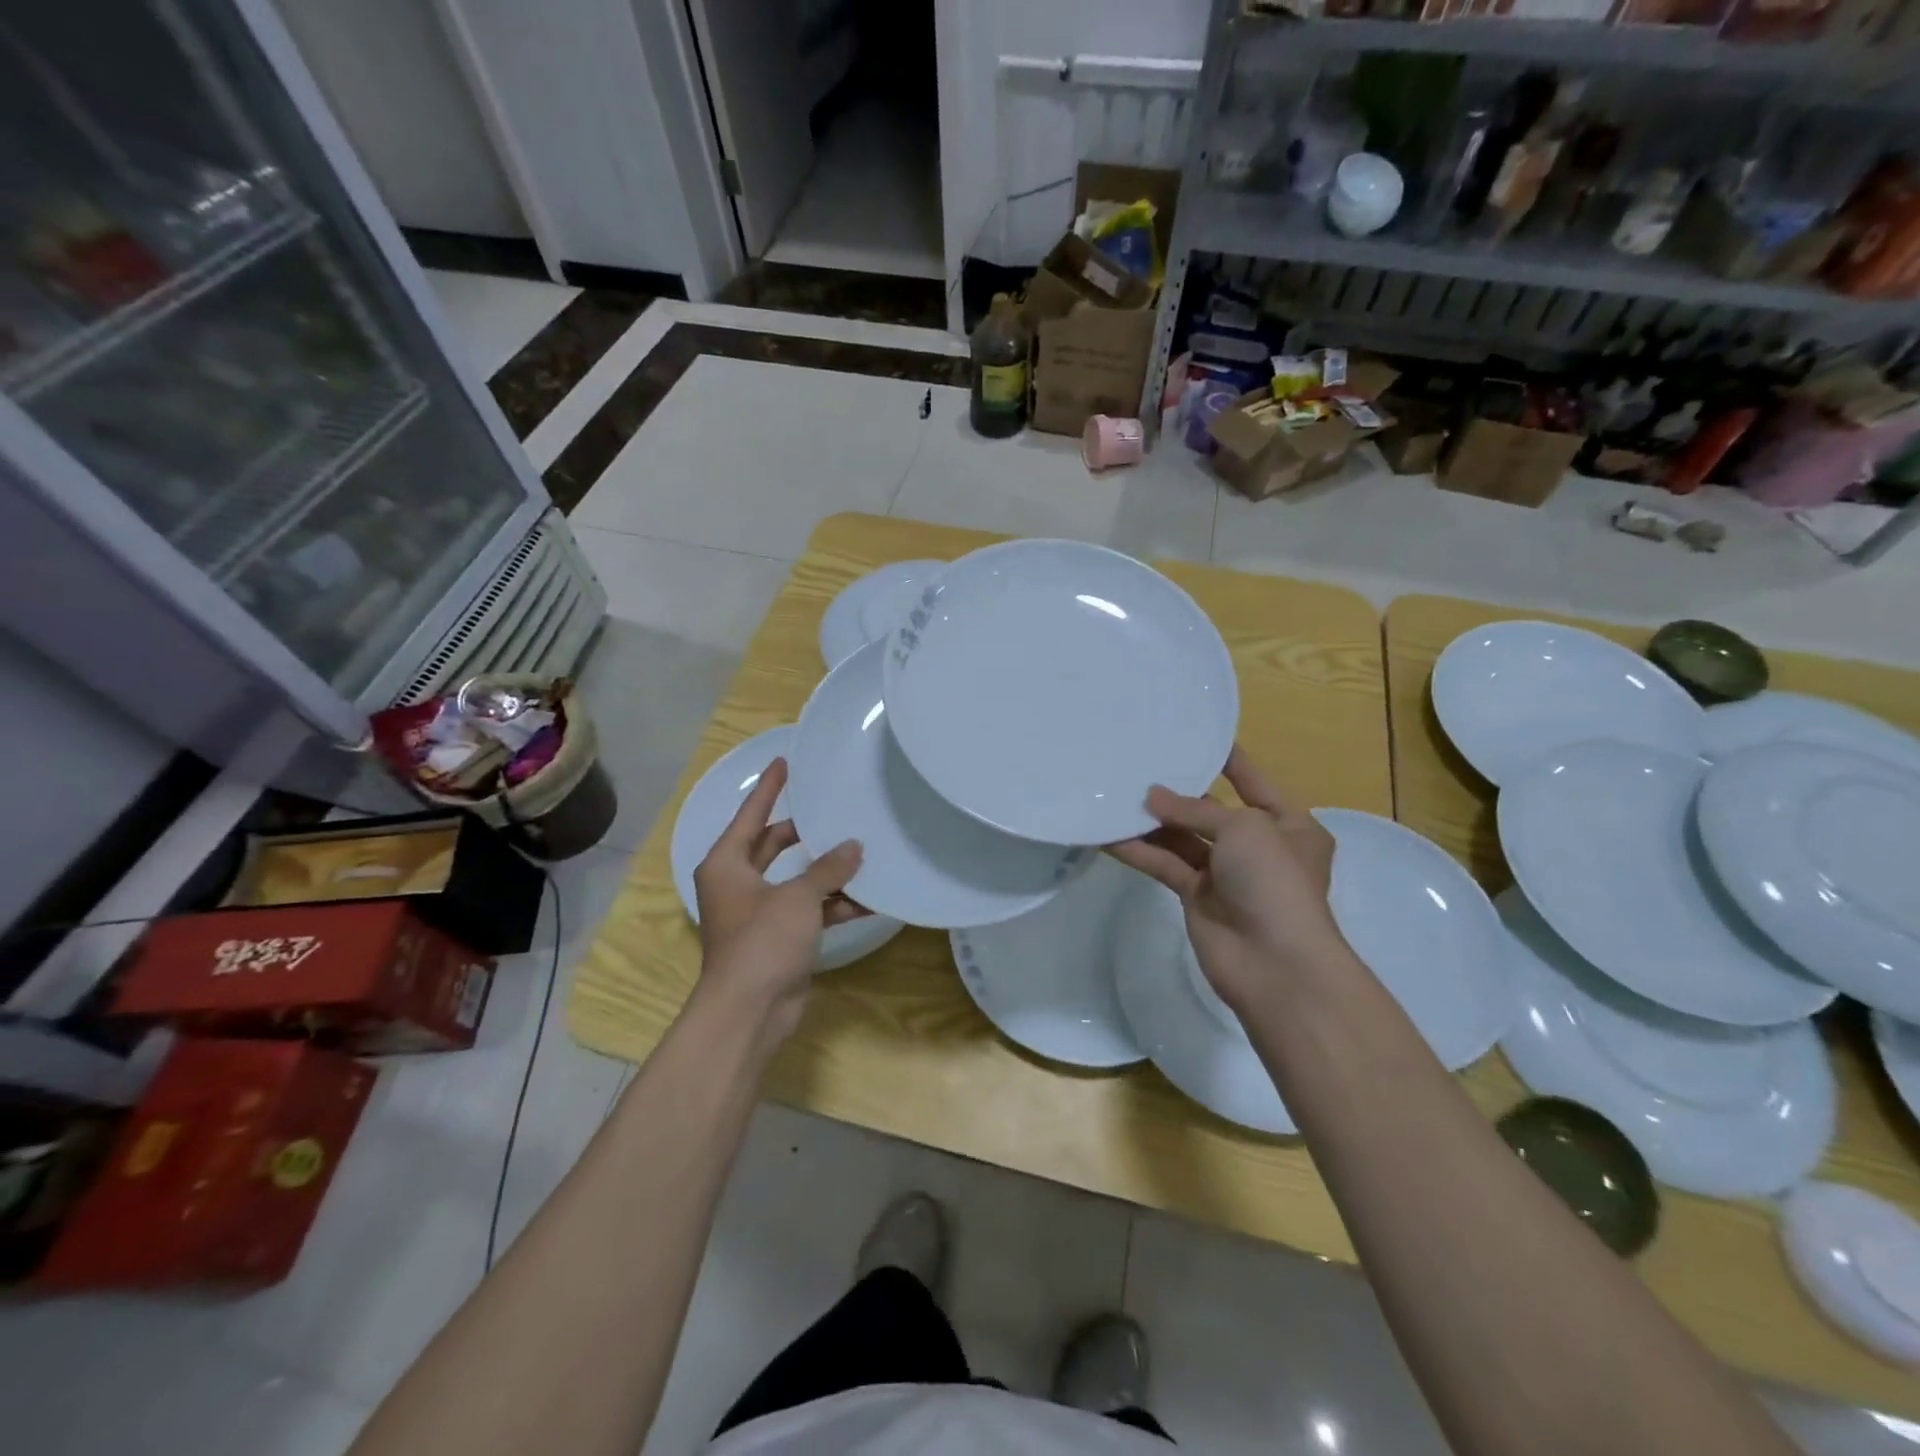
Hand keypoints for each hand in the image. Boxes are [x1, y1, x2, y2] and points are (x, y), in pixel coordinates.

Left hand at [692, 757, 863, 1040]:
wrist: (750, 1011)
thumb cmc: (762, 941)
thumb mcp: (798, 897)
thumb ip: (828, 869)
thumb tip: (854, 847)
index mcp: (727, 864)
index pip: (751, 815)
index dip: (769, 788)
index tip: (783, 761)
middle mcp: (738, 883)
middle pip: (774, 845)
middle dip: (806, 832)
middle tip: (833, 808)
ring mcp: (759, 912)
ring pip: (796, 879)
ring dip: (827, 872)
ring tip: (863, 852)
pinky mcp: (778, 937)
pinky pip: (808, 909)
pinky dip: (832, 905)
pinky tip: (868, 900)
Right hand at [1108, 746, 1349, 1014]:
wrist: (1275, 963)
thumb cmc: (1274, 881)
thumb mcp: (1243, 828)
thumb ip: (1194, 809)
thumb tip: (1151, 797)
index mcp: (1288, 824)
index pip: (1252, 781)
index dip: (1225, 759)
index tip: (1193, 734)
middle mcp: (1257, 845)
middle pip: (1210, 810)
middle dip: (1177, 792)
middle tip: (1138, 764)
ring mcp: (1225, 874)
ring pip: (1182, 838)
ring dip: (1152, 822)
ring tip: (1114, 794)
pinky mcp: (1197, 897)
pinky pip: (1165, 865)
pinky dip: (1140, 852)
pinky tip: (1108, 834)